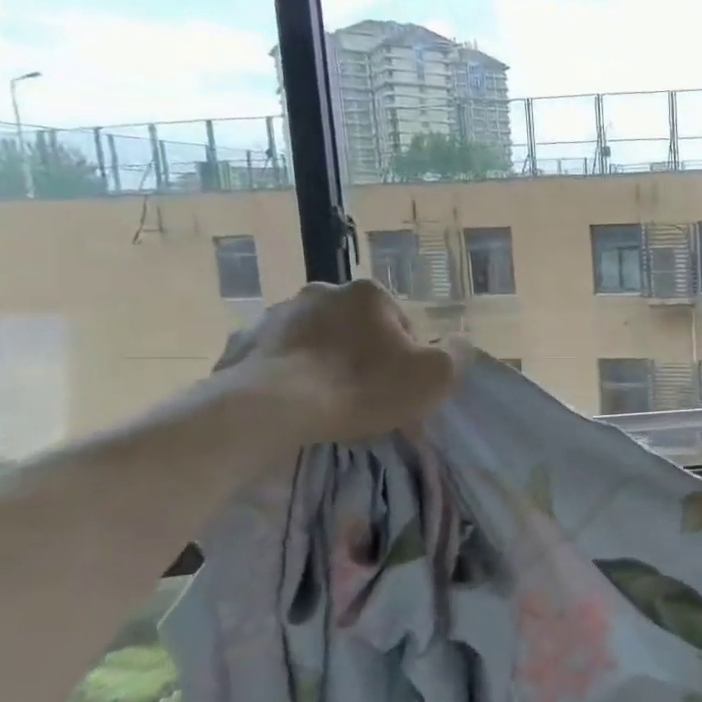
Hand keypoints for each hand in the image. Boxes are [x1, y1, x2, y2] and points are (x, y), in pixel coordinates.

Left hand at [218, 280, 461, 445]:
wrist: (272, 409)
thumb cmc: (364, 387)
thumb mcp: (436, 375)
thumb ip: (456, 354)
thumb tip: (459, 343)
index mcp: (369, 294)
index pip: (402, 323)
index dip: (407, 356)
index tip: (400, 386)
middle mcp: (322, 291)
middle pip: (356, 326)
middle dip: (363, 352)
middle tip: (365, 394)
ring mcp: (276, 315)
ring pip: (314, 339)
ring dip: (323, 360)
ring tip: (326, 401)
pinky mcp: (242, 342)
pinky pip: (276, 357)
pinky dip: (286, 374)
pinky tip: (293, 402)